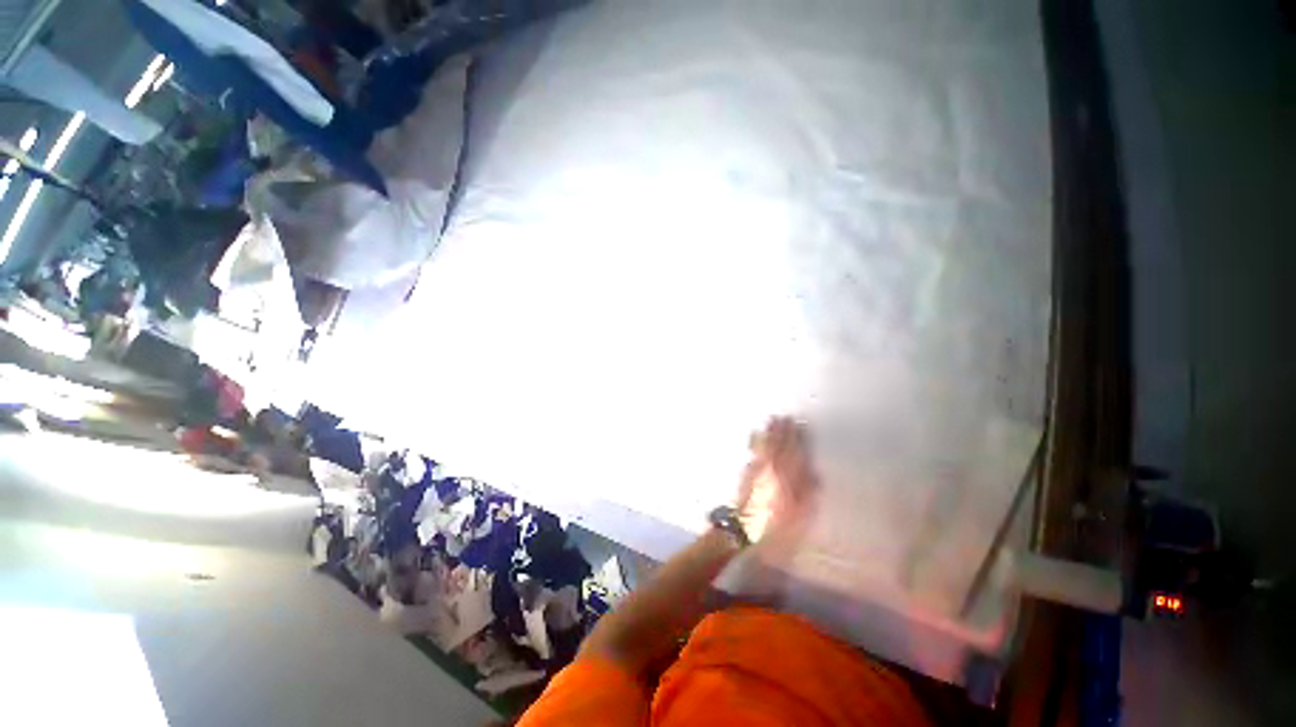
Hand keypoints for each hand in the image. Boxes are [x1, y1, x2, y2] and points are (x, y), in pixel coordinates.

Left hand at [736, 417, 818, 543]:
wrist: (746, 530)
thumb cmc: (778, 525)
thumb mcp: (802, 512)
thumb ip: (808, 490)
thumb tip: (813, 471)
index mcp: (787, 476)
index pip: (794, 451)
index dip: (798, 438)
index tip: (801, 425)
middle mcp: (771, 468)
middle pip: (777, 444)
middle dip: (782, 430)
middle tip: (785, 417)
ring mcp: (756, 469)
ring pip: (764, 445)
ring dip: (769, 432)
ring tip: (772, 420)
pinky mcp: (745, 473)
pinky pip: (754, 451)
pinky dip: (756, 441)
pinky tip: (756, 435)